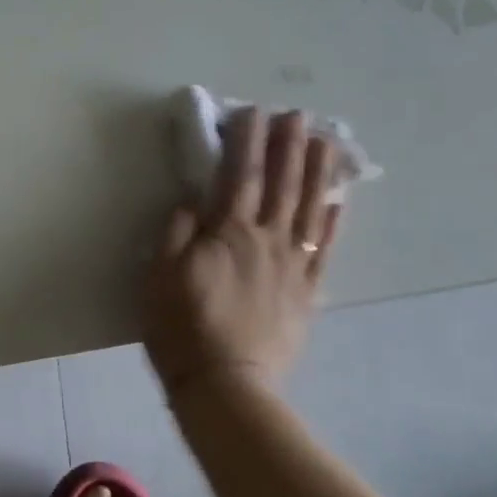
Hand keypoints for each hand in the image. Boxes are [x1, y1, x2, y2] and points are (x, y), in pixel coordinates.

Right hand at [143, 108, 342, 401]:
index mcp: (227, 233)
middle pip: (281, 184)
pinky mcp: (306, 291)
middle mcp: (266, 240)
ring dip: (317, 172)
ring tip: (325, 142)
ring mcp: (292, 265)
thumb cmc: (181, 327)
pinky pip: (325, 248)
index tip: (251, 112)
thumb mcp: (159, 276)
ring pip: (309, 208)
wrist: (226, 384)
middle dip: (288, 146)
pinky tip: (338, 200)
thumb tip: (191, 202)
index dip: (245, 142)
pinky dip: (333, 221)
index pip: (238, 175)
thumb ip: (176, 234)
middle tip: (298, 115)